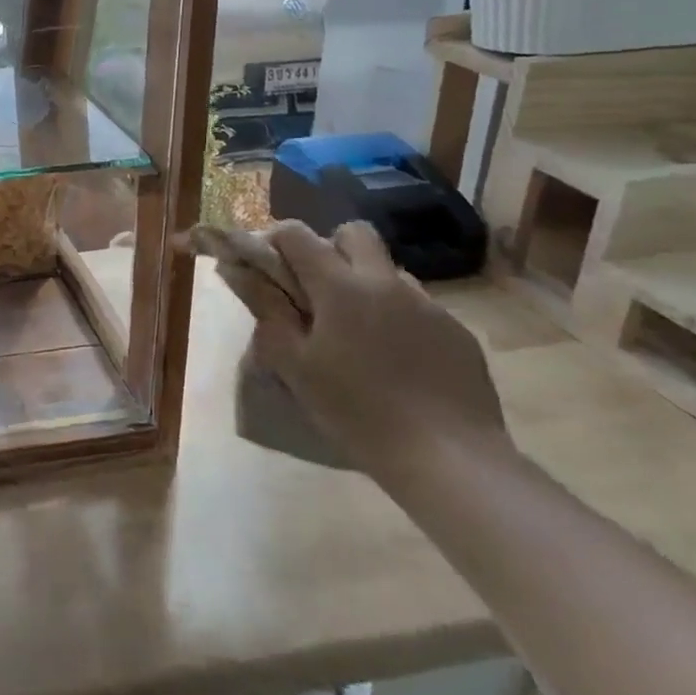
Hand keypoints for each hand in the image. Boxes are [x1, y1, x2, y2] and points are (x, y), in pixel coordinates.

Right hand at [259, 221, 509, 477]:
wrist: (451, 461)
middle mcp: (385, 282)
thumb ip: (267, 311)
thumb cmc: (358, 411)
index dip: (275, 241)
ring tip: (357, 332)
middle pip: (354, 233)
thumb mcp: (295, 365)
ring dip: (366, 284)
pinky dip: (398, 317)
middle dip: (330, 248)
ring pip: (388, 270)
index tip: (268, 267)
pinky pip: (418, 305)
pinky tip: (395, 360)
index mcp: (340, 286)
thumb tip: (237, 270)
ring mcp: (428, 305)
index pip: (297, 234)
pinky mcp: (458, 333)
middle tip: (316, 290)